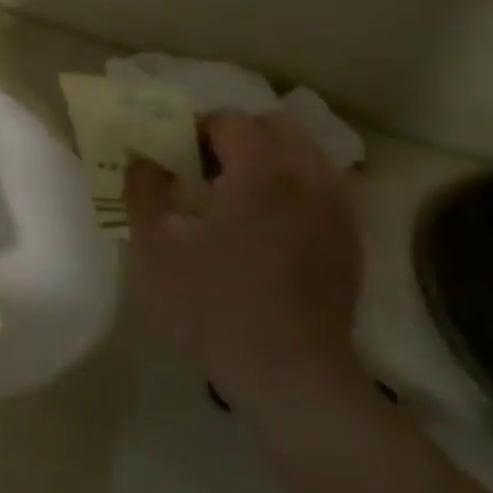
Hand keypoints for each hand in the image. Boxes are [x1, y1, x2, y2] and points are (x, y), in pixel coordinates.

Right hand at [124, 113, 362, 409]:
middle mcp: (309, 178)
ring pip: (307, 154)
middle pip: (277, 127)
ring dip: (270, 158)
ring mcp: (337, 209)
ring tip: (236, 194)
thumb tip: (145, 159)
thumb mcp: (155, 247)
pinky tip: (267, 223)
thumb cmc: (212, 304)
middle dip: (237, 136)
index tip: (173, 157)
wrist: (288, 371)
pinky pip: (324, 187)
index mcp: (261, 173)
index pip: (229, 121)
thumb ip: (144, 190)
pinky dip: (294, 186)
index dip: (194, 130)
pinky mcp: (349, 239)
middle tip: (203, 170)